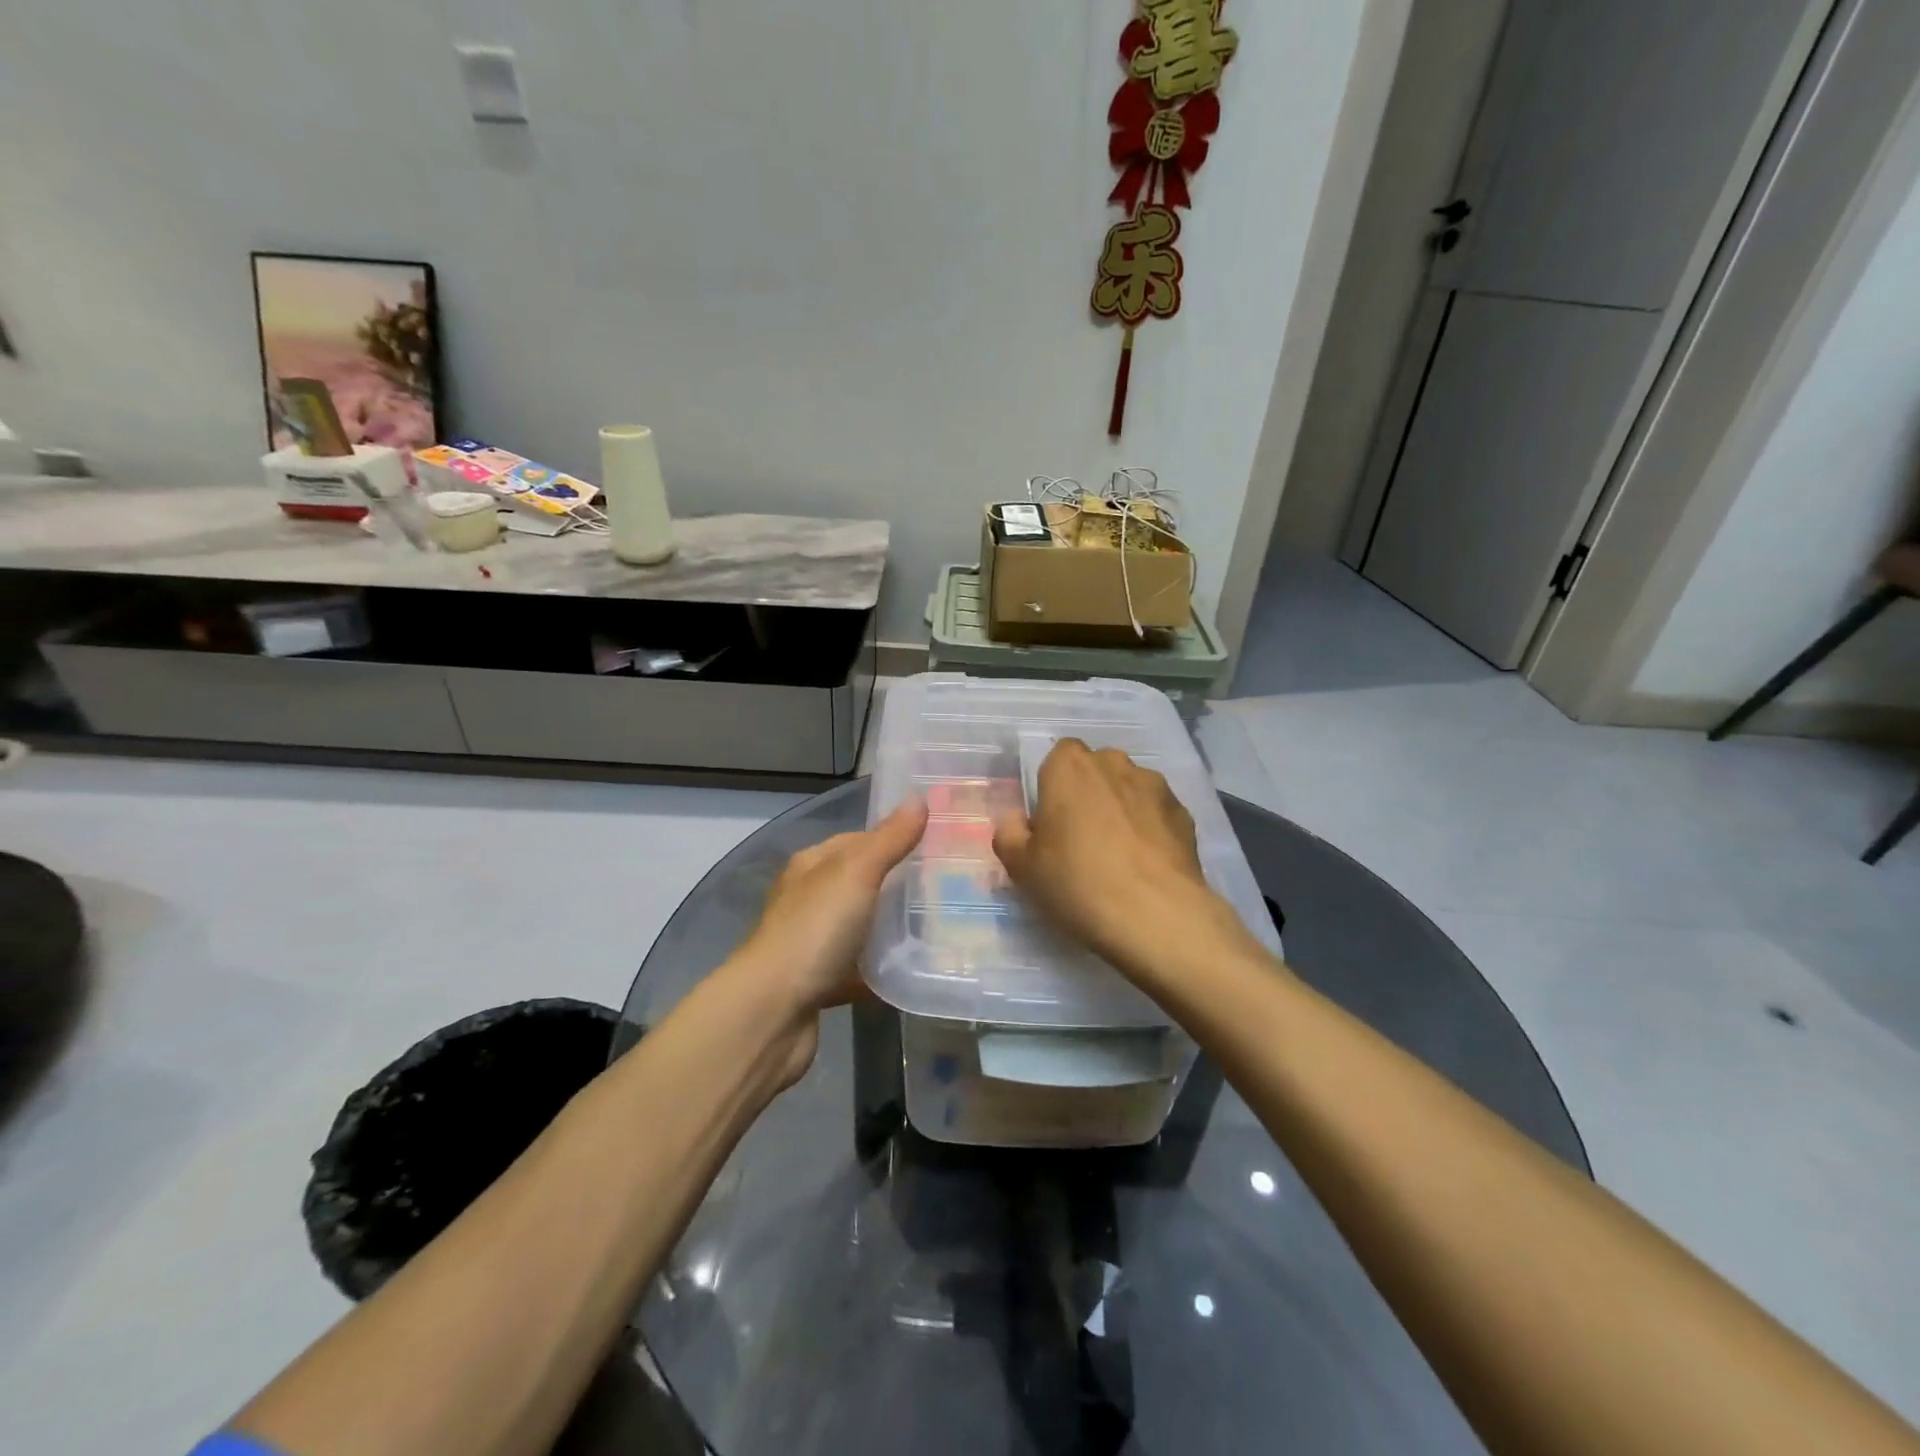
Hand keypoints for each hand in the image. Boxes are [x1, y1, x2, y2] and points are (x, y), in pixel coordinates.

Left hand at [728, 799, 926, 1084]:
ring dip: (893, 929)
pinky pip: (860, 968)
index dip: (897, 838)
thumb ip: (889, 839)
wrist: (772, 1012)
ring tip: (941, 927)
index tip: (939, 845)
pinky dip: (882, 969)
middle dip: (901, 885)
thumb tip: (919, 798)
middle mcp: (809, 898)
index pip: (860, 840)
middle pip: (863, 883)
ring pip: (862, 926)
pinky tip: (913, 969)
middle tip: (949, 888)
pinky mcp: (821, 982)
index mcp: (813, 865)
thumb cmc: (815, 931)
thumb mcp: (856, 873)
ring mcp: (813, 942)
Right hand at [994, 740, 1238, 978]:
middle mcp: (1114, 764)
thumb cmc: (1077, 883)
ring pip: (1129, 789)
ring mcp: (1155, 786)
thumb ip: (1010, 834)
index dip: (1054, 786)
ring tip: (1119, 855)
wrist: (1156, 916)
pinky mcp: (1184, 813)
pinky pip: (1157, 813)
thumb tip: (1016, 820)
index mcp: (1069, 767)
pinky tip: (1146, 865)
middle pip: (1096, 769)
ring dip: (1121, 809)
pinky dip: (1150, 829)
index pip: (1059, 756)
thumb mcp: (1022, 867)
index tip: (1052, 821)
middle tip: (1081, 838)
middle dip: (1089, 793)